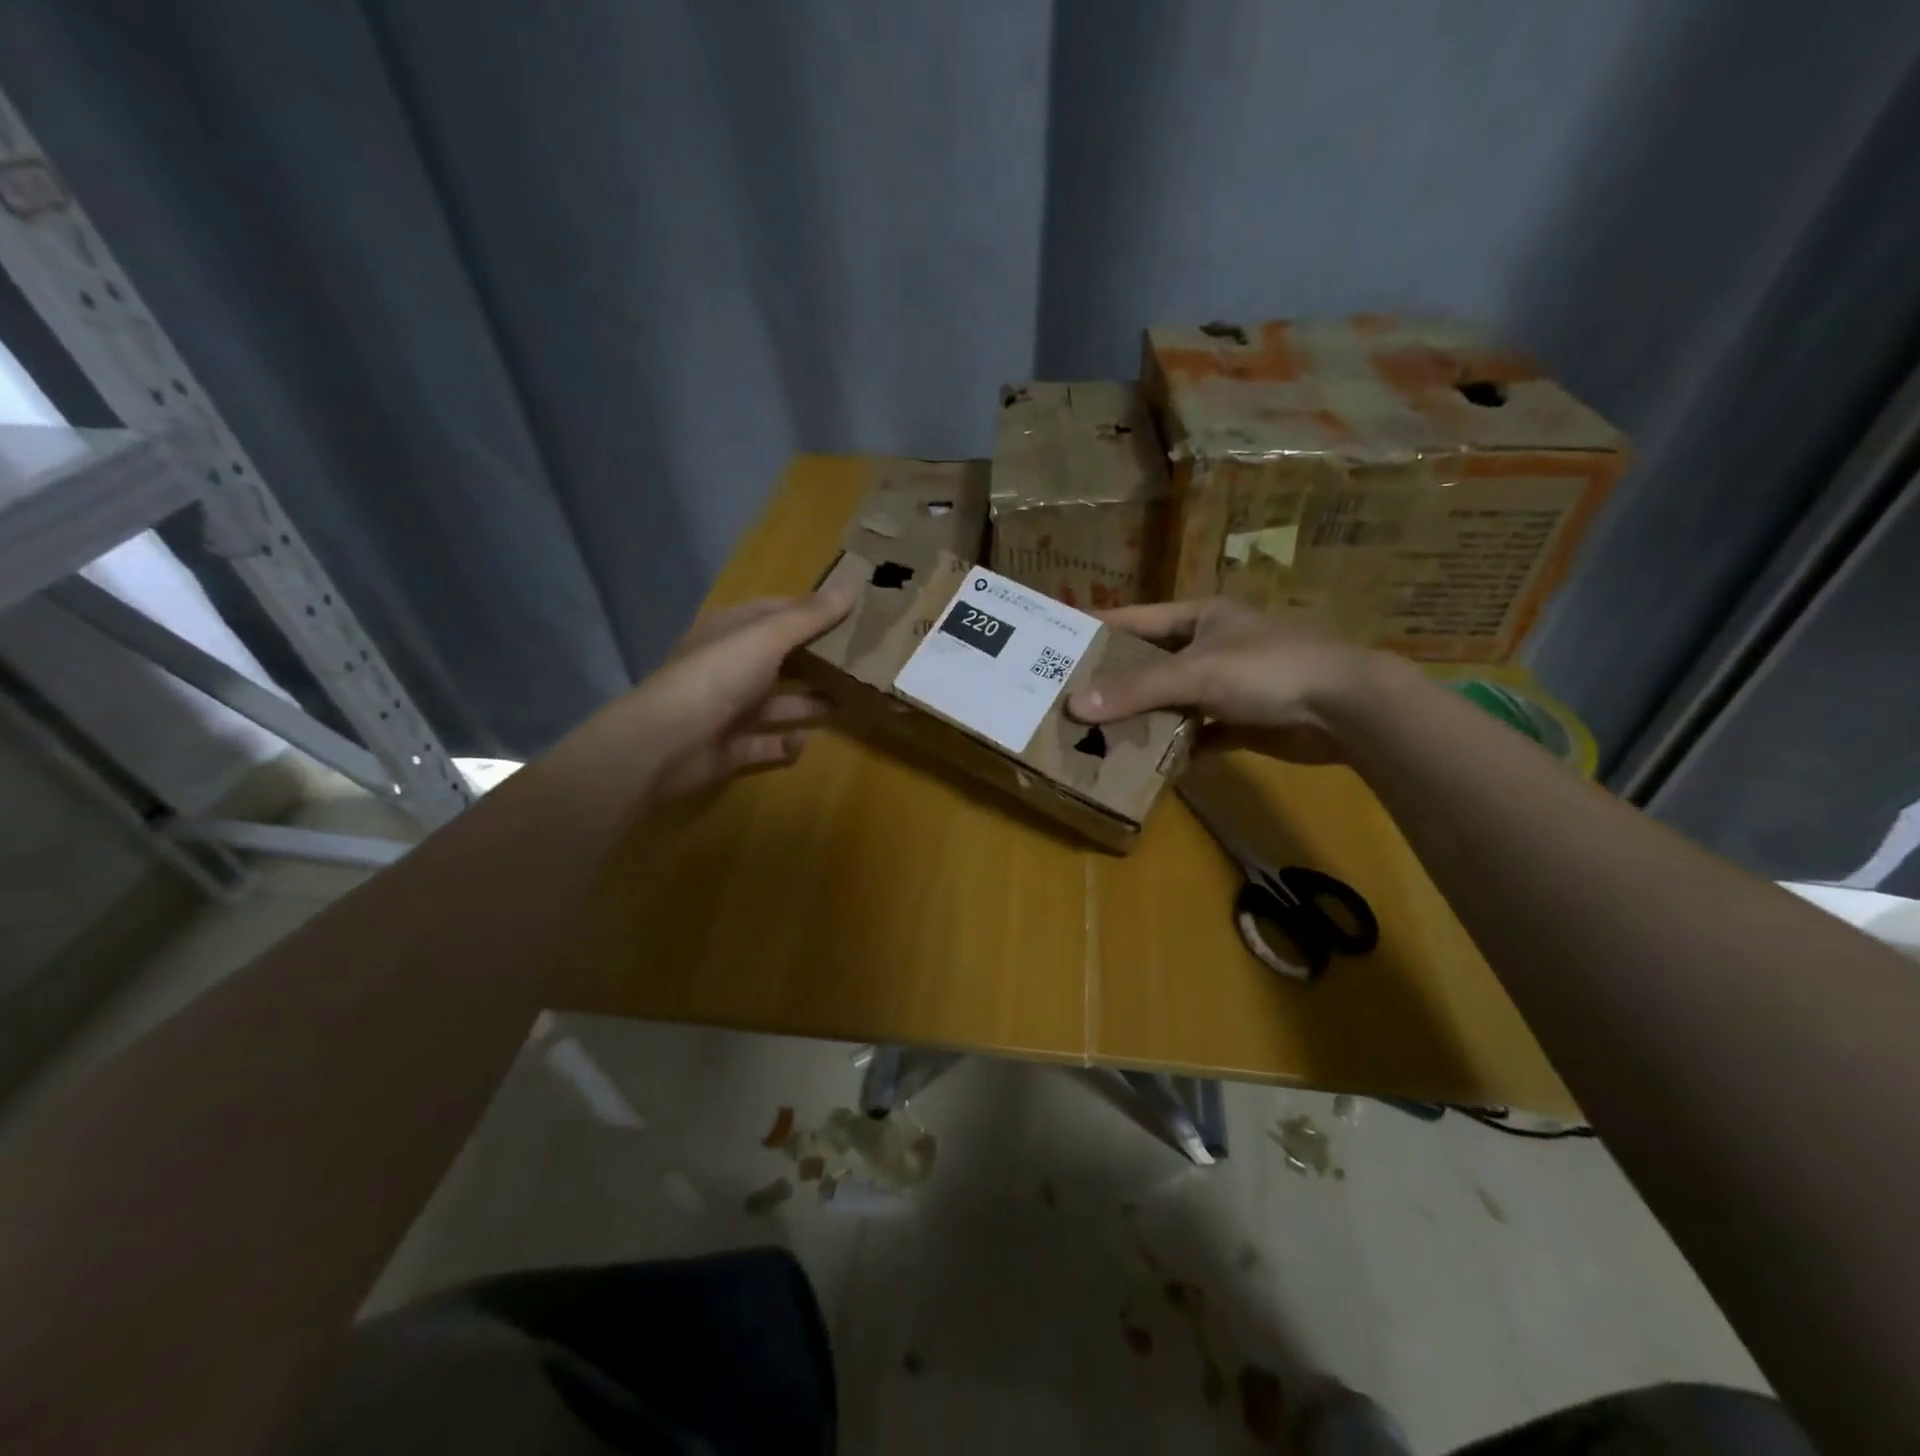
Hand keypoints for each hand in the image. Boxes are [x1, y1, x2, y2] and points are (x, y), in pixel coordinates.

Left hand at [619, 590, 851, 800]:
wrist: (666, 744)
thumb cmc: (717, 676)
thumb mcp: (767, 637)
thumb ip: (810, 616)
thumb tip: (852, 584)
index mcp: (732, 631)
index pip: (778, 612)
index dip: (813, 610)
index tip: (855, 612)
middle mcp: (732, 666)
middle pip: (783, 658)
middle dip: (819, 659)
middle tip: (865, 659)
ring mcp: (731, 709)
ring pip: (781, 703)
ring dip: (811, 702)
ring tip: (852, 700)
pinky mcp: (734, 748)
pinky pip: (769, 744)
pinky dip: (788, 744)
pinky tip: (805, 741)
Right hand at [1067, 598, 1395, 763]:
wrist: (1346, 709)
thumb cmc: (1268, 670)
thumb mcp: (1196, 672)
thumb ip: (1137, 688)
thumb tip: (1075, 706)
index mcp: (1200, 617)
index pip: (1136, 619)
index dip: (1098, 629)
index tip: (1058, 642)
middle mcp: (1211, 646)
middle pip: (1151, 663)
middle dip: (1114, 682)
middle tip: (1068, 699)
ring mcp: (1228, 685)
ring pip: (1172, 701)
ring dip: (1144, 718)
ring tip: (1095, 735)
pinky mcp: (1242, 721)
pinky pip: (1197, 733)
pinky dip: (1177, 746)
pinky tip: (1147, 763)